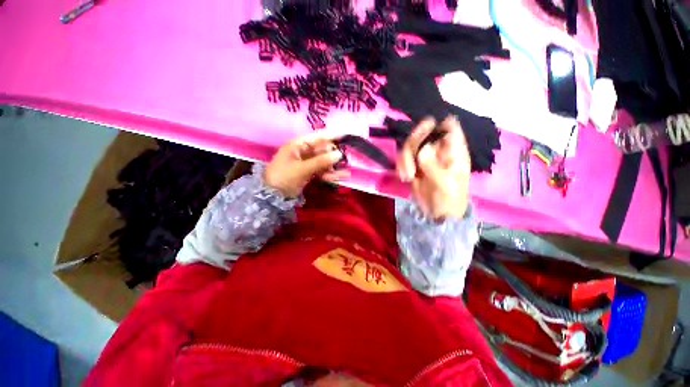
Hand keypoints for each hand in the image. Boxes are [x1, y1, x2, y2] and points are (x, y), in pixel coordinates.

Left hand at [265, 131, 349, 197]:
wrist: (271, 196)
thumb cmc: (284, 177)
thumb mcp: (302, 168)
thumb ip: (321, 161)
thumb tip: (339, 154)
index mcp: (298, 145)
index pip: (317, 137)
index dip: (331, 135)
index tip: (345, 134)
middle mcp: (303, 152)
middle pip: (322, 151)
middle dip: (334, 156)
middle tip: (345, 160)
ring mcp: (306, 163)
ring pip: (323, 163)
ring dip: (334, 168)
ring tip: (346, 174)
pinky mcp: (308, 173)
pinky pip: (321, 171)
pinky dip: (329, 175)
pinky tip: (340, 178)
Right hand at [397, 116, 470, 219]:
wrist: (437, 214)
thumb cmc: (450, 199)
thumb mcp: (445, 184)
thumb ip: (433, 167)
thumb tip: (422, 150)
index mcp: (453, 151)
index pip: (450, 128)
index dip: (440, 123)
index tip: (427, 128)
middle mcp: (438, 151)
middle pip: (424, 133)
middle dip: (414, 143)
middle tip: (408, 155)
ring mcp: (424, 158)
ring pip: (410, 146)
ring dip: (405, 160)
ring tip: (407, 177)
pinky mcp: (413, 166)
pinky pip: (403, 159)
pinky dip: (401, 166)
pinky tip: (404, 178)